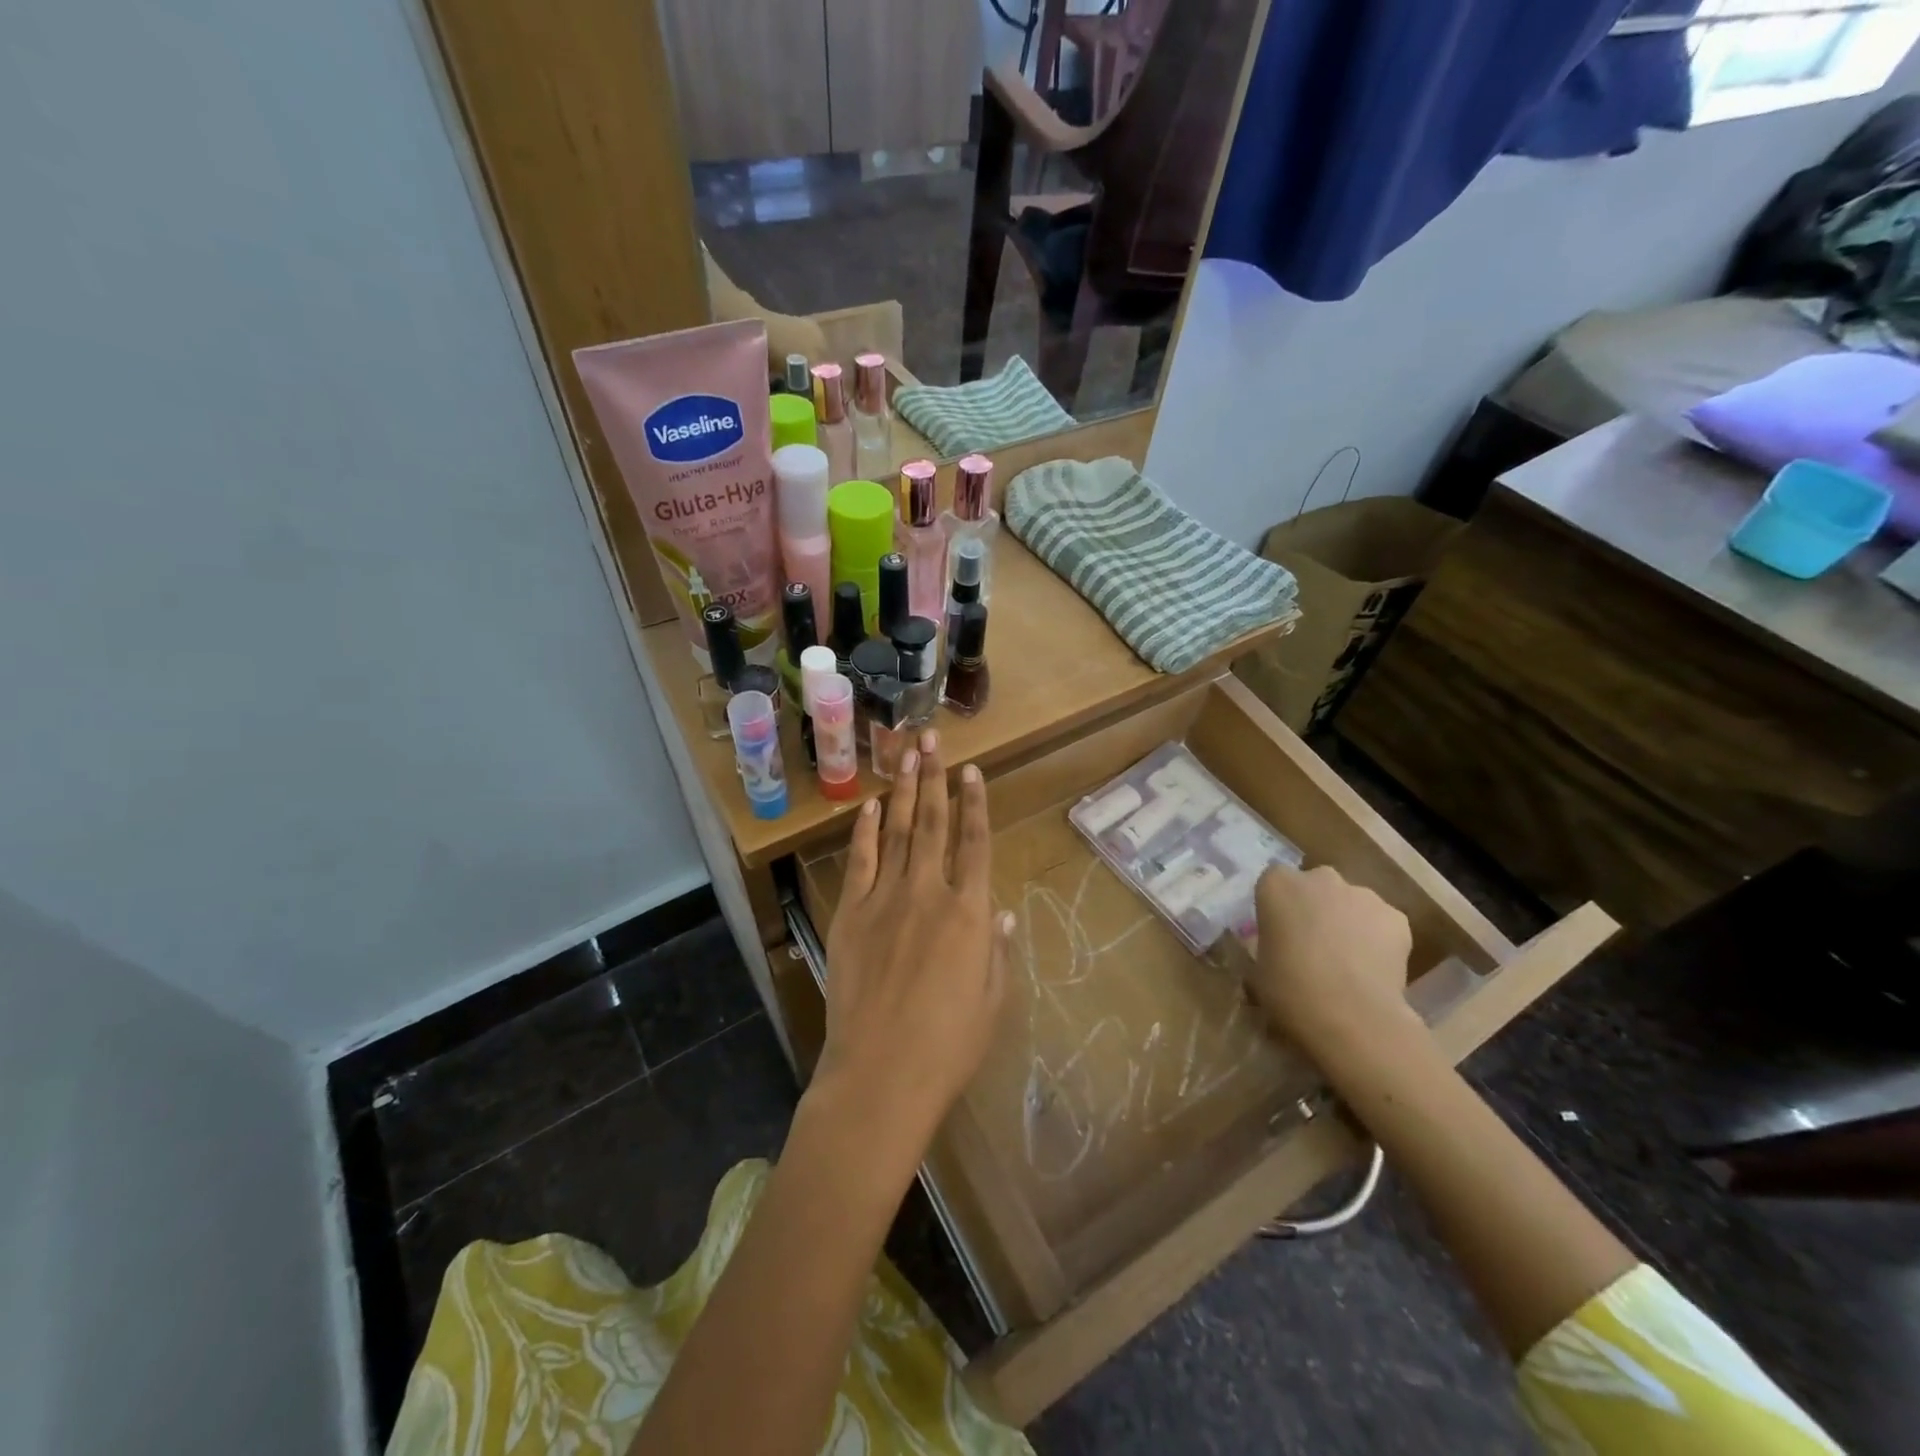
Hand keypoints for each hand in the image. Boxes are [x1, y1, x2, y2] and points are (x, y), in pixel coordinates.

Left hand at [815, 731, 1011, 1168]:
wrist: (880, 1075)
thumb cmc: (947, 1046)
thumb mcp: (990, 1001)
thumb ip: (996, 950)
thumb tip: (998, 910)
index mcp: (969, 913)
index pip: (975, 843)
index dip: (975, 803)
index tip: (971, 770)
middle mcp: (928, 893)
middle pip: (935, 823)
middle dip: (935, 777)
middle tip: (931, 737)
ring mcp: (885, 899)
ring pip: (899, 832)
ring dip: (905, 790)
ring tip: (907, 753)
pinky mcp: (850, 914)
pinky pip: (861, 861)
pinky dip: (867, 830)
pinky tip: (873, 805)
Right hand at [1250, 864, 1414, 1045]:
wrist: (1350, 1015)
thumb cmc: (1289, 989)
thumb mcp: (1259, 966)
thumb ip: (1268, 944)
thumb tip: (1278, 949)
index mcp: (1277, 885)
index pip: (1273, 880)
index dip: (1278, 905)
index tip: (1279, 930)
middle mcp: (1319, 878)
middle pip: (1316, 885)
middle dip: (1315, 906)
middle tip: (1313, 944)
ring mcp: (1361, 894)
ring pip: (1351, 902)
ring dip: (1347, 921)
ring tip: (1348, 962)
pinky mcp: (1396, 917)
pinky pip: (1381, 923)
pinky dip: (1378, 939)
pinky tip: (1374, 970)